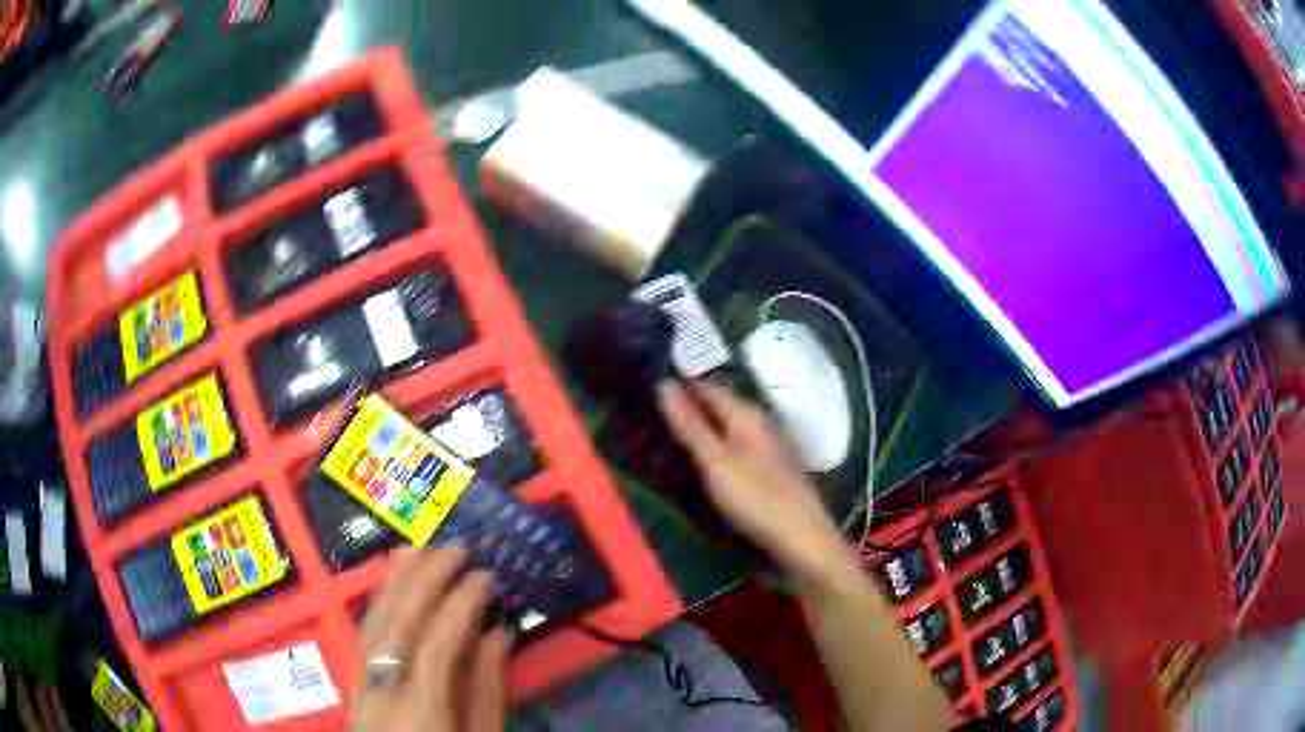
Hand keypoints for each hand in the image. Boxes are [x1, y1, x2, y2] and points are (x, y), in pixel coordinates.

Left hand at [351, 548, 509, 731]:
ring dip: (396, 582)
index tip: (484, 574)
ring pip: (373, 623)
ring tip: (418, 550)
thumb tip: (498, 632)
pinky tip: (390, 587)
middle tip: (455, 547)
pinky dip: (378, 604)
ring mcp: (361, 686)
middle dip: (425, 579)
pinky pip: (363, 636)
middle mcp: (382, 691)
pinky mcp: (355, 686)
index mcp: (421, 710)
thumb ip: (489, 688)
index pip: (438, 643)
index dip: (461, 604)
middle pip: (397, 623)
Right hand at [657, 379, 857, 589]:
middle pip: (720, 405)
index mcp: (747, 414)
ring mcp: (769, 445)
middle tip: (652, 414)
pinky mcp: (772, 468)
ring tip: (670, 436)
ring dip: (703, 427)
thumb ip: (690, 425)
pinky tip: (705, 460)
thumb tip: (663, 383)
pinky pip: (736, 445)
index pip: (707, 386)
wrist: (802, 538)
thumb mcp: (715, 462)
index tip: (649, 388)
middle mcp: (761, 422)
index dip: (680, 385)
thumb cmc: (756, 498)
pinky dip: (716, 447)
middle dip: (690, 406)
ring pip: (728, 426)